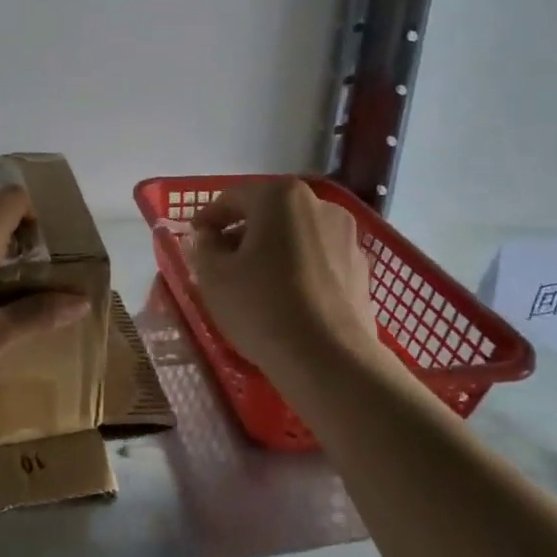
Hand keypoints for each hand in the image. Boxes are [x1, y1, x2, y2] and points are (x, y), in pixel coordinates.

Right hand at [188, 179, 385, 376]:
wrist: (329, 359)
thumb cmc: (261, 306)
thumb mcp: (213, 275)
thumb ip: (203, 246)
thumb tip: (209, 237)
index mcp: (281, 197)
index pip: (233, 198)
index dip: (208, 219)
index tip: (194, 239)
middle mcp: (320, 205)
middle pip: (268, 214)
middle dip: (242, 233)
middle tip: (220, 262)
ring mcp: (347, 236)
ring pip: (296, 236)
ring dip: (272, 251)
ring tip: (254, 283)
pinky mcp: (361, 269)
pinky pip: (318, 259)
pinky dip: (298, 269)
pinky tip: (286, 299)